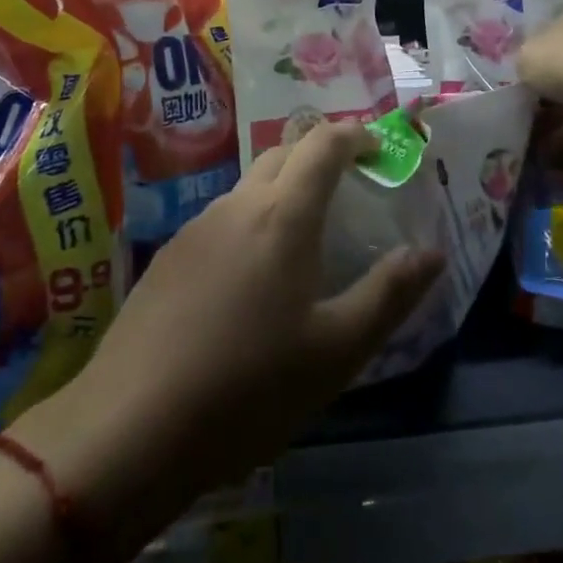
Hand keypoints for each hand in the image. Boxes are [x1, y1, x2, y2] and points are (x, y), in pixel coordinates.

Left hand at [11, 122, 443, 562]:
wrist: (130, 427)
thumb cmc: (249, 388)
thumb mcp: (336, 351)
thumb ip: (390, 294)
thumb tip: (432, 252)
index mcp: (283, 215)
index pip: (323, 143)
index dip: (355, 135)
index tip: (378, 150)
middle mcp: (237, 206)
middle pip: (283, 154)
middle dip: (319, 157)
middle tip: (348, 191)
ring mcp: (195, 228)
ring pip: (248, 188)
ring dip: (282, 193)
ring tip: (303, 241)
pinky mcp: (167, 257)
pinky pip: (220, 220)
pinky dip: (250, 224)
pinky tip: (249, 282)